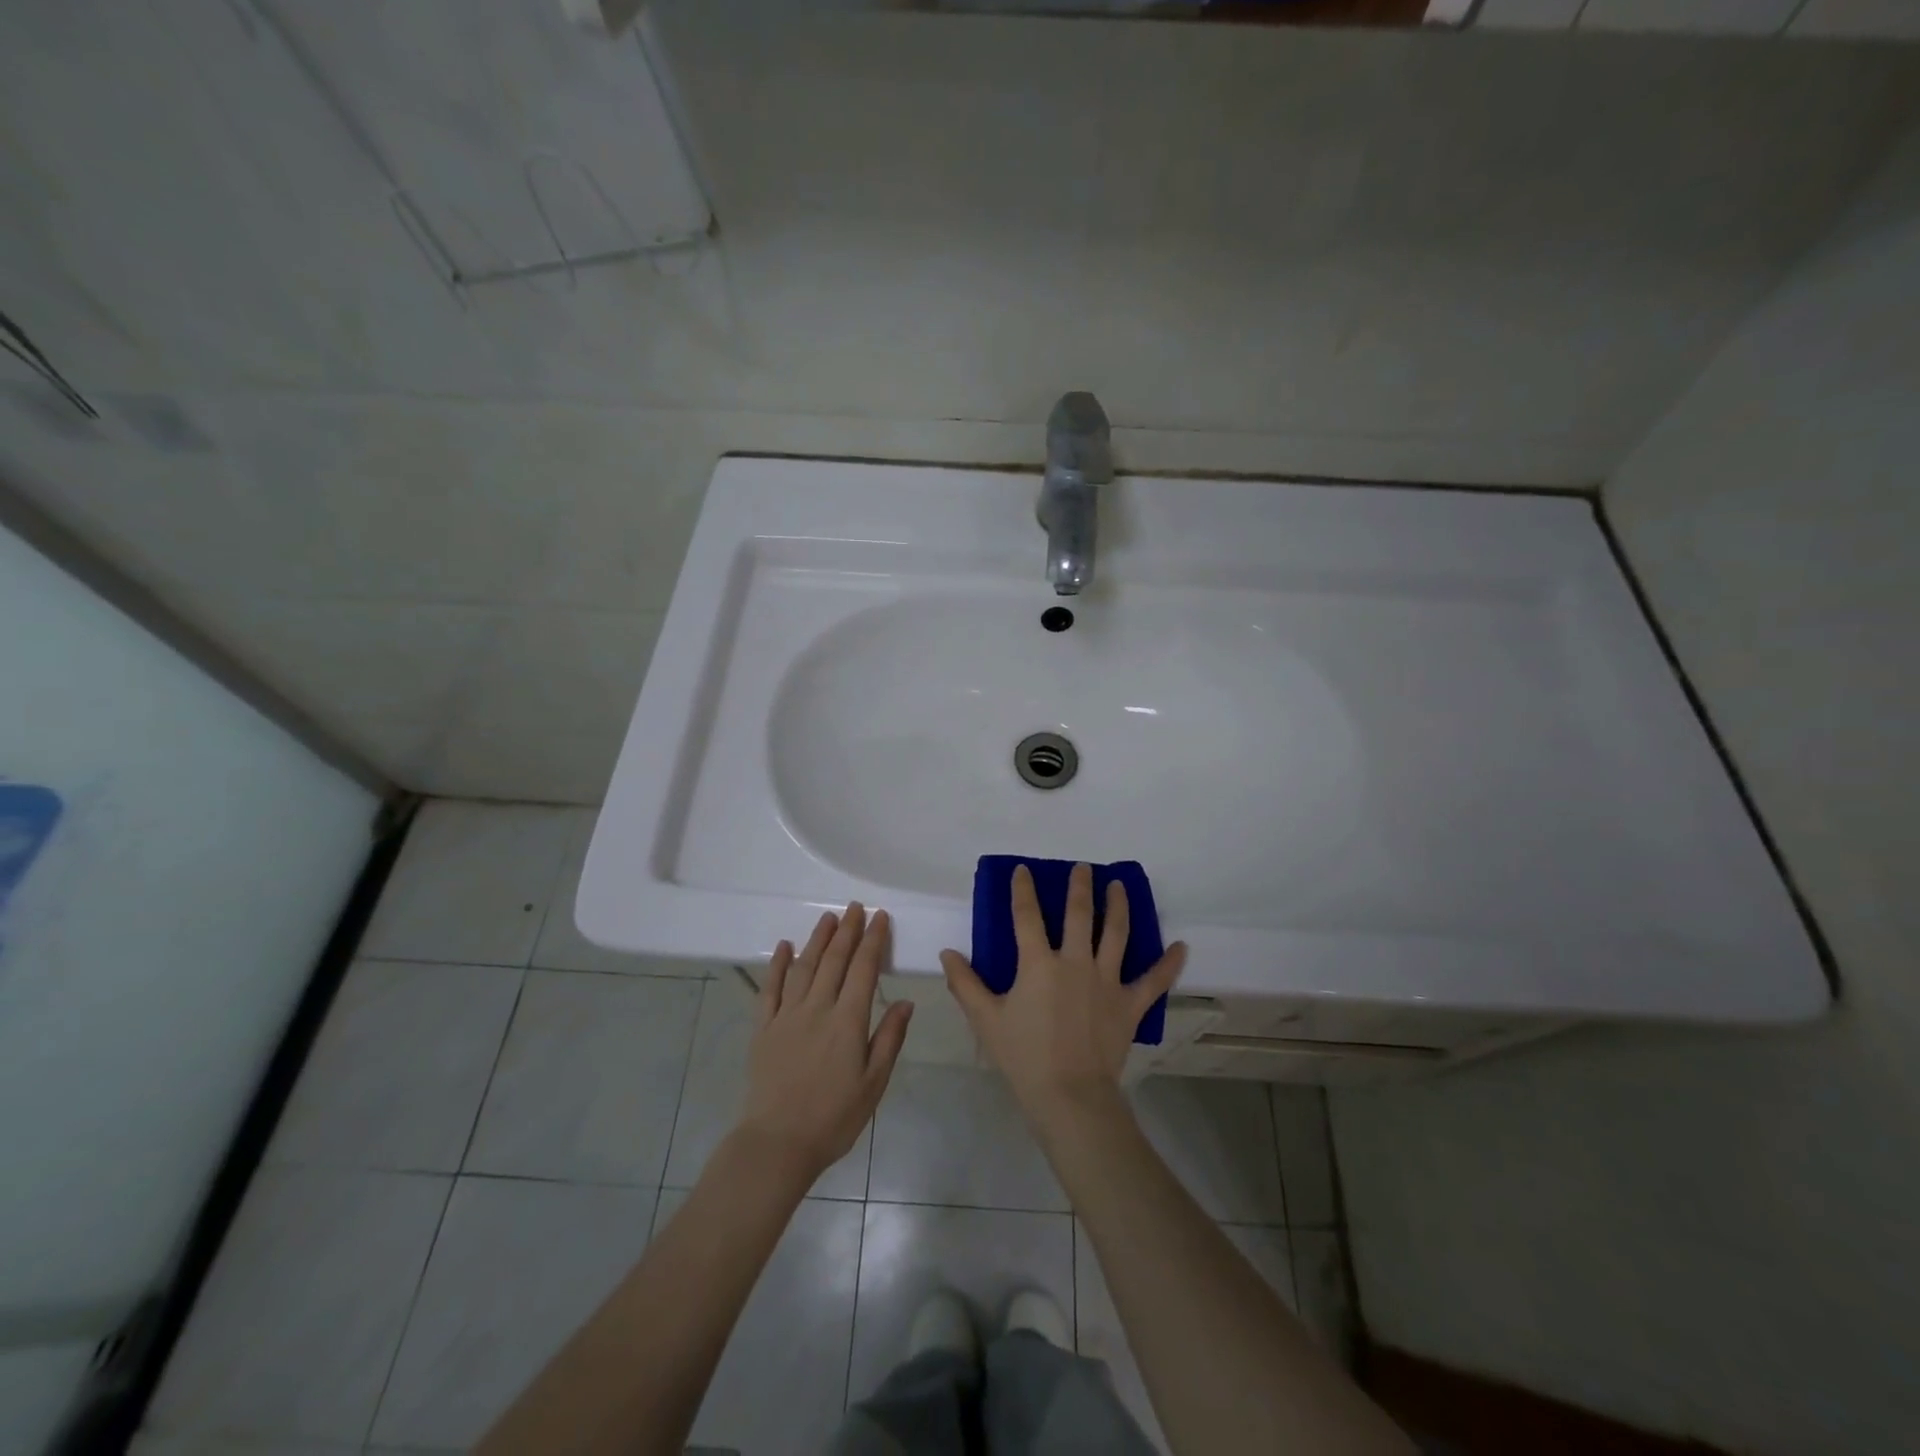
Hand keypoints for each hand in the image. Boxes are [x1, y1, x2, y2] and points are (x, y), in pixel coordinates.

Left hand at [737, 904, 912, 1182]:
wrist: (777, 1143)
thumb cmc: (833, 1118)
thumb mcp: (874, 1083)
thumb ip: (889, 1039)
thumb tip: (906, 1002)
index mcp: (848, 1021)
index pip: (864, 969)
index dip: (873, 940)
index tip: (880, 917)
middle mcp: (817, 1008)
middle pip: (834, 960)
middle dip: (848, 930)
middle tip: (855, 907)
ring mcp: (787, 1016)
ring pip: (804, 967)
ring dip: (817, 939)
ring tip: (828, 918)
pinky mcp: (763, 1029)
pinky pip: (770, 989)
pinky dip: (778, 965)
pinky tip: (785, 946)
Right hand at [941, 864, 1185, 1124]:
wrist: (1070, 1095)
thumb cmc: (1024, 1057)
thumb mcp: (986, 1020)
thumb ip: (965, 983)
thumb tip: (947, 953)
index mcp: (1039, 963)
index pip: (1027, 916)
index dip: (1023, 890)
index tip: (1023, 871)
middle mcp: (1075, 962)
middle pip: (1080, 914)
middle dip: (1080, 887)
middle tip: (1083, 867)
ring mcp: (1107, 981)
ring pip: (1116, 934)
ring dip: (1119, 906)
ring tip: (1119, 886)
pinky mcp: (1130, 1004)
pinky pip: (1154, 981)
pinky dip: (1169, 964)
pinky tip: (1181, 947)